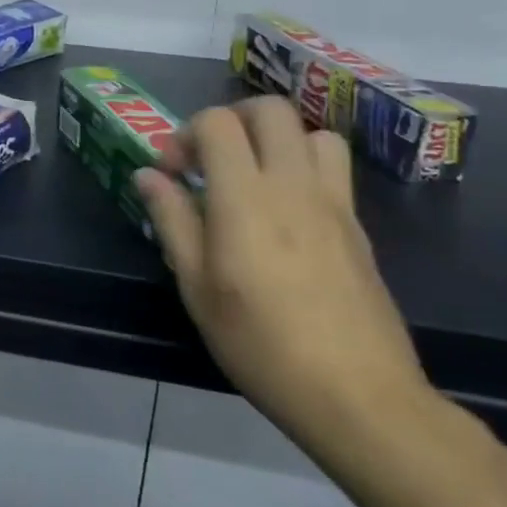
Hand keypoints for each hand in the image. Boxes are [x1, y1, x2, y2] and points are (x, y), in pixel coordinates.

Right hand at [133, 97, 434, 465]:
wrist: (359, 397)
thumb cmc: (261, 344)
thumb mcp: (196, 287)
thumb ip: (172, 220)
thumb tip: (147, 175)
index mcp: (246, 197)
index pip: (217, 123)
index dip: (185, 134)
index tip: (171, 172)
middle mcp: (293, 185)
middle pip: (270, 110)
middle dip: (232, 119)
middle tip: (211, 158)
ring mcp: (334, 203)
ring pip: (312, 132)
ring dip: (277, 139)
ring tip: (253, 175)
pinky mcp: (357, 227)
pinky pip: (333, 169)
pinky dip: (304, 166)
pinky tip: (286, 211)